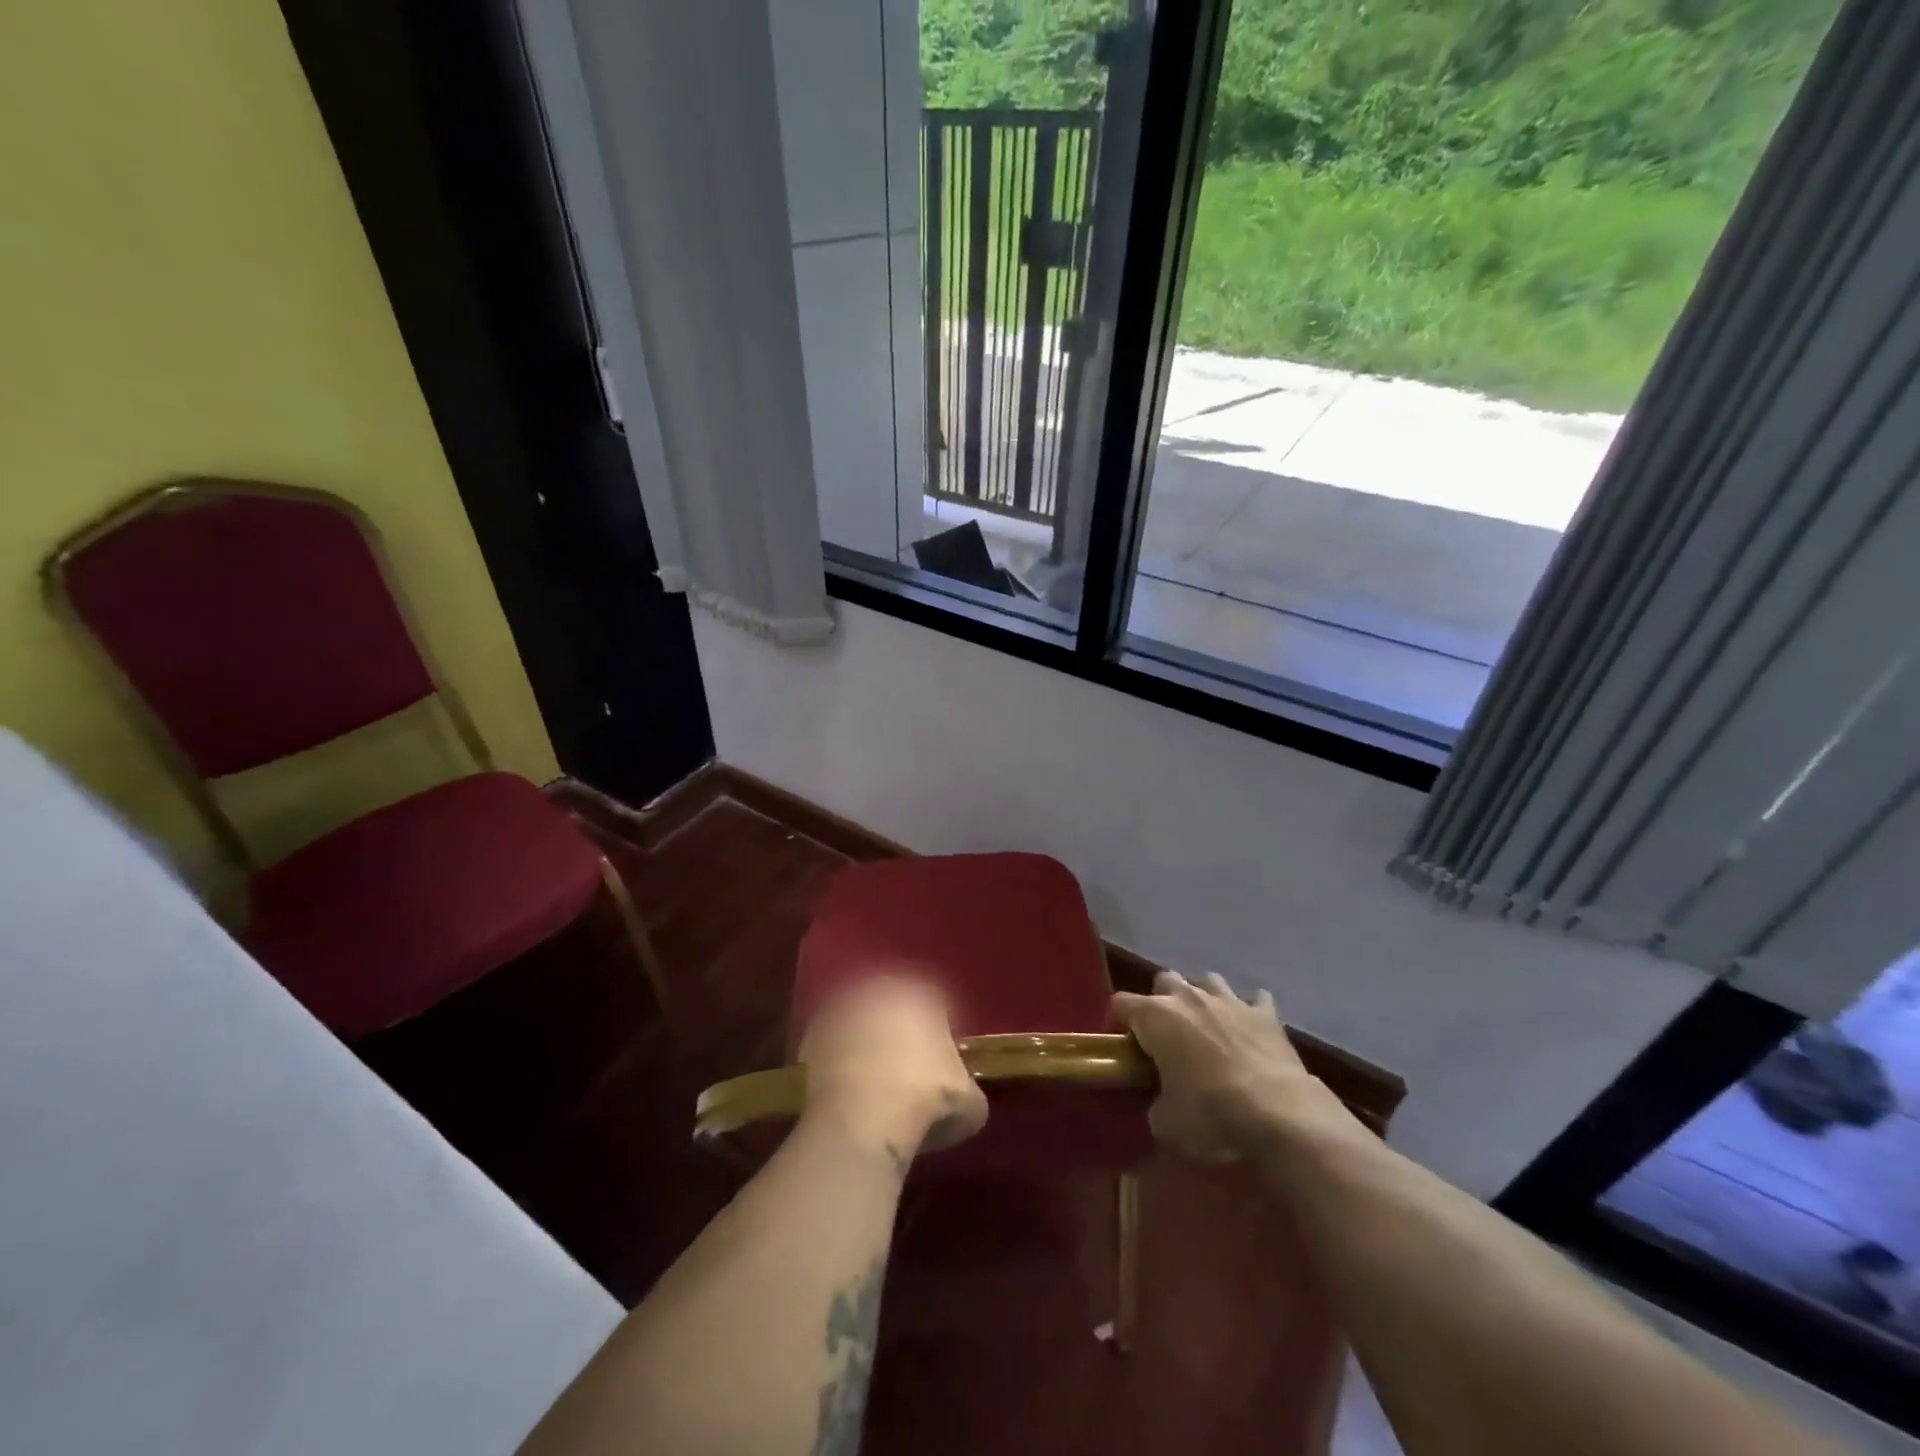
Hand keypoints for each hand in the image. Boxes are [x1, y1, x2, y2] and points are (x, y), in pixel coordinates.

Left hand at [798, 976, 988, 1166]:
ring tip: (871, 1076)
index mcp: (923, 993)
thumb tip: (962, 1097)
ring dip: (864, 1038)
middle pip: (894, 1003)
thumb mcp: (970, 1105)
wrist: (863, 1118)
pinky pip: (831, 1040)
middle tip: (904, 1065)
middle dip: (899, 1027)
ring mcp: (843, 1005)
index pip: (936, 1003)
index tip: (938, 1059)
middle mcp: (882, 987)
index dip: (938, 1031)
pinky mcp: (812, 1031)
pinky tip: (845, 1084)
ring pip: (860, 1017)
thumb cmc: (926, 1100)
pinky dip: (837, 1056)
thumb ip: (968, 1091)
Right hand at [1112, 971, 1360, 1161]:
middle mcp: (1188, 996)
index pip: (1120, 1003)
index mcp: (1155, 1016)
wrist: (1280, 1114)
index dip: (1118, 1024)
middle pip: (1164, 980)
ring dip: (1203, 999)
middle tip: (1167, 1037)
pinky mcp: (1266, 1013)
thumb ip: (1155, 1104)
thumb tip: (1161, 1103)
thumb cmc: (1211, 1114)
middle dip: (1162, 1002)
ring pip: (1207, 981)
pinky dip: (1249, 1011)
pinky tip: (1250, 1029)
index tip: (1126, 1050)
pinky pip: (1255, 999)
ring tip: (1207, 1028)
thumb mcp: (1166, 1123)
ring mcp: (1229, 1000)